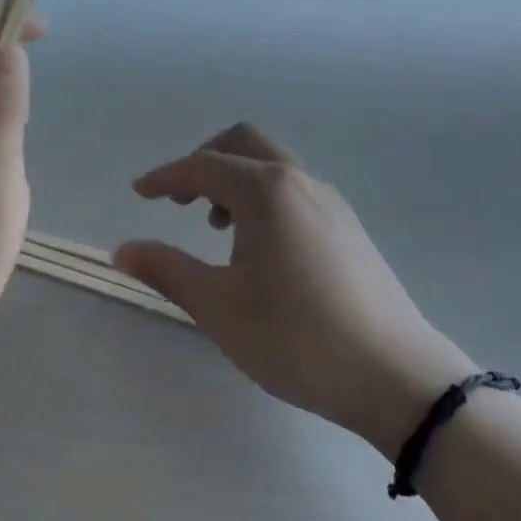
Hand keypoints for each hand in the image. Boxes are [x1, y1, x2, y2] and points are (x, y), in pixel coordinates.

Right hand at [115, 124, 477, 457]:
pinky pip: (293, 187)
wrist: (398, 377)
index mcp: (266, 191)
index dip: (165, 177)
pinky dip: (263, 196)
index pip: (202, 166)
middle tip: (180, 201)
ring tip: (218, 230)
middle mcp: (298, 180)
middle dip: (203, 163)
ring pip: (271, 164)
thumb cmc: (298, 339)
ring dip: (235, 180)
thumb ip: (168, 270)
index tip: (139, 193)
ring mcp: (329, 199)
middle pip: (242, 143)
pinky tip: (261, 247)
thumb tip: (123, 249)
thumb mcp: (220, 308)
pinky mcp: (348, 223)